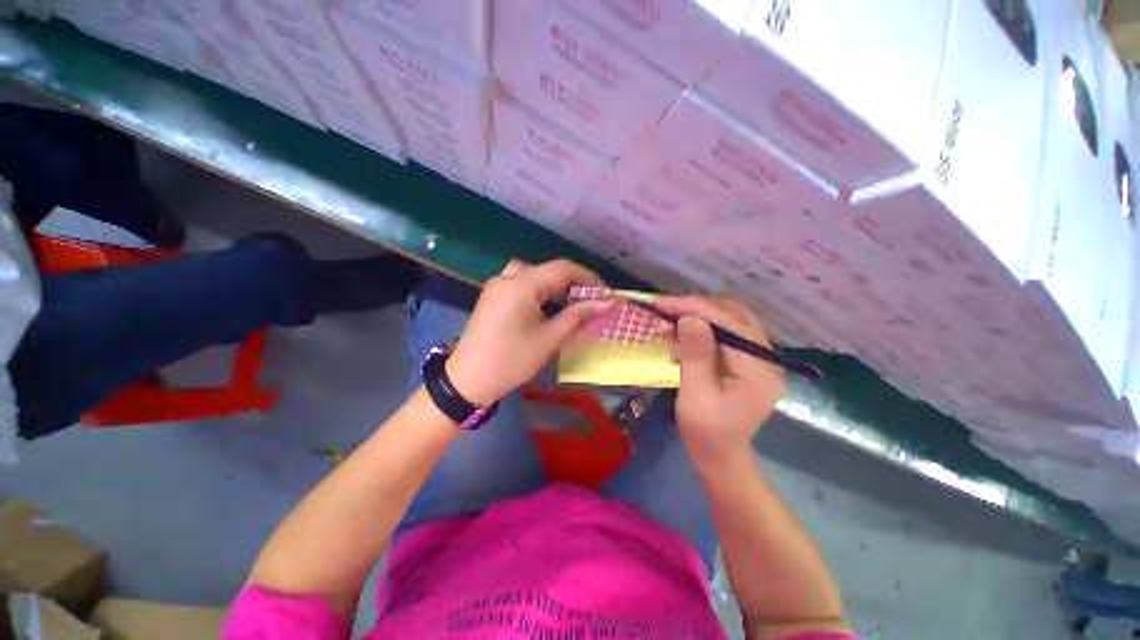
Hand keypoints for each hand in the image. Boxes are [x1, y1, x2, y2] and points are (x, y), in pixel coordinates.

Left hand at [445, 259, 609, 406]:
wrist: (467, 380)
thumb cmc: (511, 361)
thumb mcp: (549, 339)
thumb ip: (578, 316)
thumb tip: (606, 303)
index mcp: (521, 285)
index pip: (562, 269)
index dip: (588, 278)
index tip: (606, 294)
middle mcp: (507, 277)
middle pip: (548, 269)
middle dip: (573, 283)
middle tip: (591, 301)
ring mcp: (497, 285)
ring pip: (534, 274)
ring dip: (556, 285)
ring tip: (572, 304)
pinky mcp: (493, 295)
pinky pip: (521, 283)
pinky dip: (539, 290)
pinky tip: (547, 306)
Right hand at [656, 296, 784, 468]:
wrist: (721, 456)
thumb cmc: (706, 433)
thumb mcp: (696, 396)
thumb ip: (695, 356)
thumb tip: (689, 318)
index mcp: (759, 370)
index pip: (729, 323)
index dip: (695, 309)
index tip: (662, 304)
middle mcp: (766, 357)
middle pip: (733, 315)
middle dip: (695, 309)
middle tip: (664, 312)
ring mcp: (758, 357)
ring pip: (729, 319)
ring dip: (698, 315)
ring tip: (669, 321)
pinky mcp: (746, 359)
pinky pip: (725, 331)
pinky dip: (702, 327)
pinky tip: (682, 332)